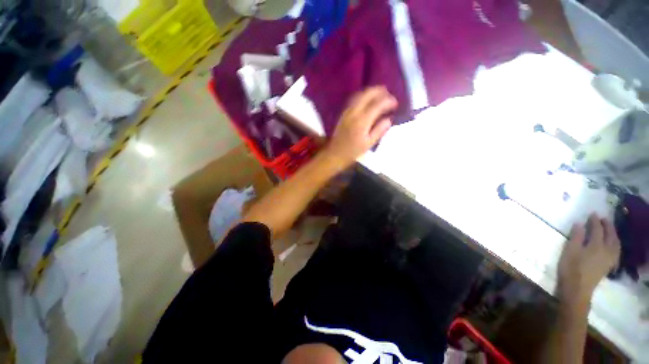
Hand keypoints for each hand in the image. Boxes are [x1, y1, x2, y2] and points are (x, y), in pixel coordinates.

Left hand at [323, 86, 396, 167]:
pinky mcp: (343, 113)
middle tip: (388, 94)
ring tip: (380, 93)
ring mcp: (347, 112)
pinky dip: (363, 96)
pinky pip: (354, 99)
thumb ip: (379, 130)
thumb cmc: (352, 151)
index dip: (388, 101)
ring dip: (371, 91)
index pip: (378, 104)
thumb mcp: (368, 144)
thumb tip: (388, 119)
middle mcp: (354, 113)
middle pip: (367, 94)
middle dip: (379, 91)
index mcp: (362, 121)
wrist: (334, 153)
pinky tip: (367, 99)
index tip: (395, 103)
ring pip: (359, 94)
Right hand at [557, 214, 620, 305]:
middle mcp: (606, 250)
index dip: (595, 221)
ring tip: (609, 229)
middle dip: (608, 226)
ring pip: (616, 244)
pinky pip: (616, 251)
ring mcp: (610, 259)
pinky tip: (613, 245)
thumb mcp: (570, 251)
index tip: (592, 213)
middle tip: (603, 219)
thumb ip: (576, 237)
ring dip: (614, 234)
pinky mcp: (609, 265)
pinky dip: (615, 244)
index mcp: (596, 246)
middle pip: (610, 236)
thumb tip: (579, 224)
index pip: (597, 230)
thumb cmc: (571, 268)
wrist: (577, 289)